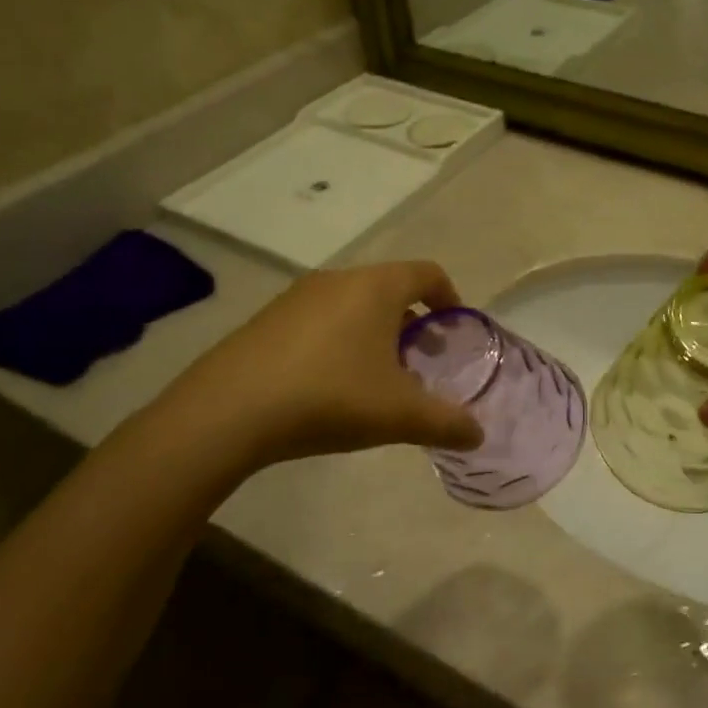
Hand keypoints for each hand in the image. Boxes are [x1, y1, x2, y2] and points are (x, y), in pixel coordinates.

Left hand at [151, 260, 484, 471]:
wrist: (228, 411)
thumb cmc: (330, 397)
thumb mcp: (400, 415)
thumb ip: (447, 423)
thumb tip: (479, 435)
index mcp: (376, 287)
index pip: (427, 272)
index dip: (450, 296)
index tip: (456, 327)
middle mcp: (338, 280)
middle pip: (390, 287)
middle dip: (413, 320)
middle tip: (423, 359)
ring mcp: (296, 297)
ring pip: (352, 304)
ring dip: (375, 331)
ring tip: (378, 375)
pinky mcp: (266, 320)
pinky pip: (319, 319)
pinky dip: (340, 339)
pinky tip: (331, 384)